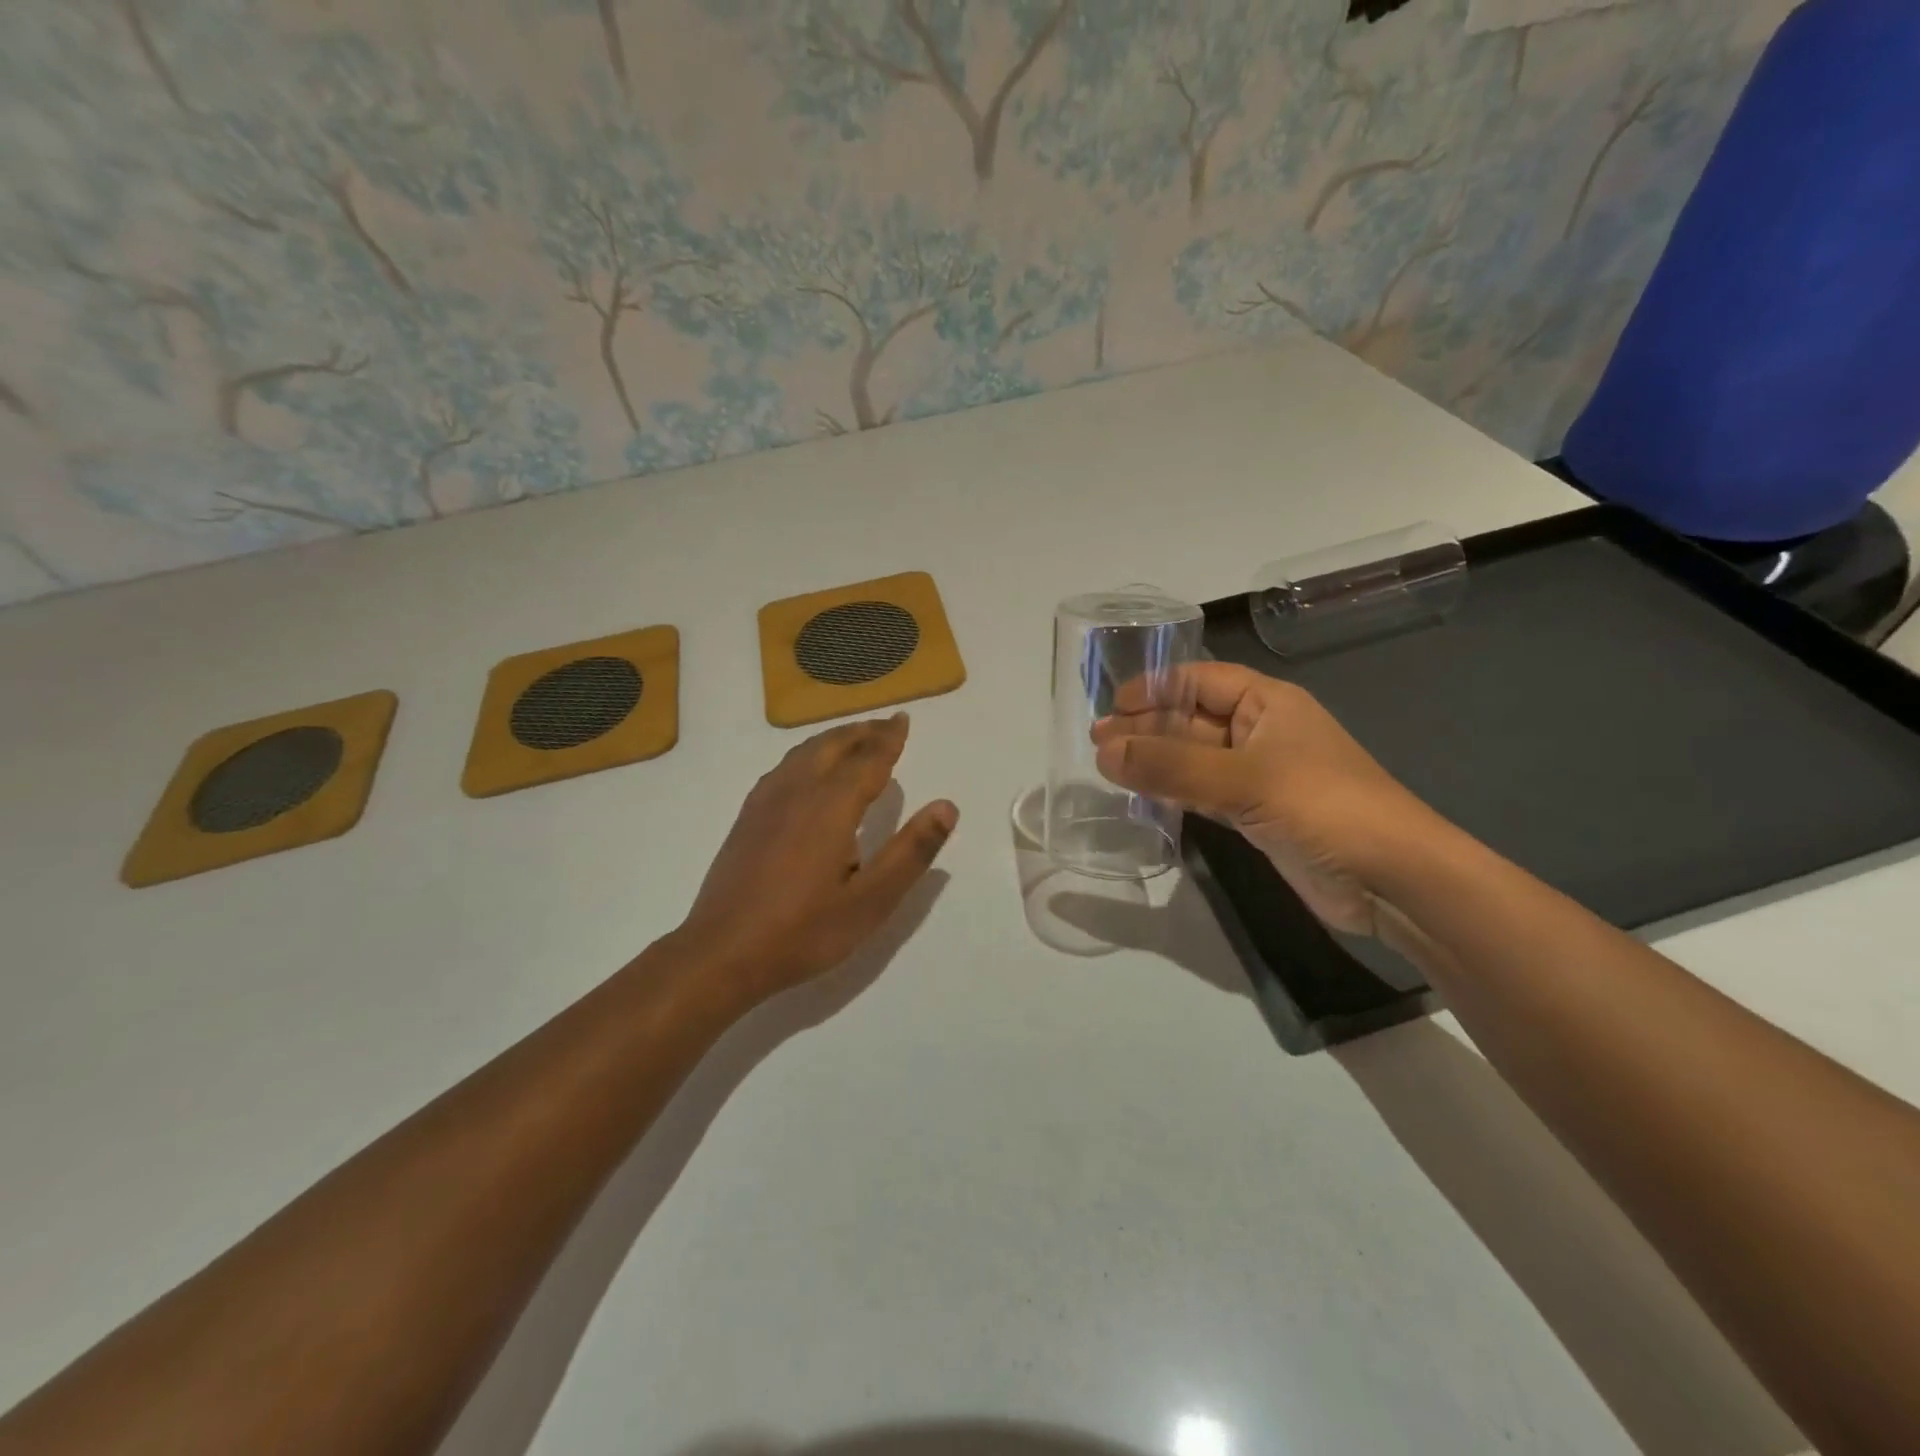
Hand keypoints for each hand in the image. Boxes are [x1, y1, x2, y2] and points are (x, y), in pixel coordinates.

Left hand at [675, 714, 957, 1003]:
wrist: (722, 953)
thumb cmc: (804, 931)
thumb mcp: (871, 901)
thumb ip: (911, 851)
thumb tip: (947, 806)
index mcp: (831, 805)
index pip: (868, 758)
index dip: (889, 738)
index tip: (903, 719)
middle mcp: (797, 791)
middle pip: (833, 746)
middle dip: (863, 732)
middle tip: (887, 725)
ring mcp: (766, 802)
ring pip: (805, 752)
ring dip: (834, 739)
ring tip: (854, 739)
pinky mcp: (748, 817)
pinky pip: (784, 767)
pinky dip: (808, 754)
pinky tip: (807, 770)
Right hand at [1092, 663, 1445, 936]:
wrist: (1392, 878)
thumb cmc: (1323, 805)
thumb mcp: (1243, 778)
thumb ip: (1170, 765)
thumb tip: (1103, 752)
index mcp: (1268, 703)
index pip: (1200, 680)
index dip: (1154, 687)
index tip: (1110, 707)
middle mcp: (1261, 732)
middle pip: (1192, 719)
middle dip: (1146, 727)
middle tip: (1096, 743)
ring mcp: (1259, 776)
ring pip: (1195, 758)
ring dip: (1155, 761)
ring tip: (1106, 767)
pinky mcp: (1257, 815)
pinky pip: (1204, 792)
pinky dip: (1174, 792)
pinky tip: (1143, 795)